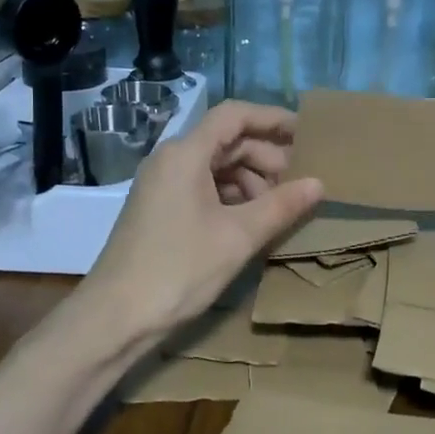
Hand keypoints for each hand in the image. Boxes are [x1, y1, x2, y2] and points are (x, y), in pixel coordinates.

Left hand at [83, 100, 323, 340]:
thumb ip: (281, 206)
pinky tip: (251, 221)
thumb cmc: (179, 269)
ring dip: (250, 180)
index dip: (272, 119)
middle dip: (265, 157)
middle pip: (226, 141)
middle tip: (299, 182)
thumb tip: (319, 183)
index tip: (306, 133)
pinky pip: (202, 187)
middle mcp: (170, 160)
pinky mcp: (159, 208)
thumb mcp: (238, 237)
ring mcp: (161, 184)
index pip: (234, 116)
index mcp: (185, 154)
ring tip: (278, 208)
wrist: (115, 317)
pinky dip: (231, 196)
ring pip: (215, 166)